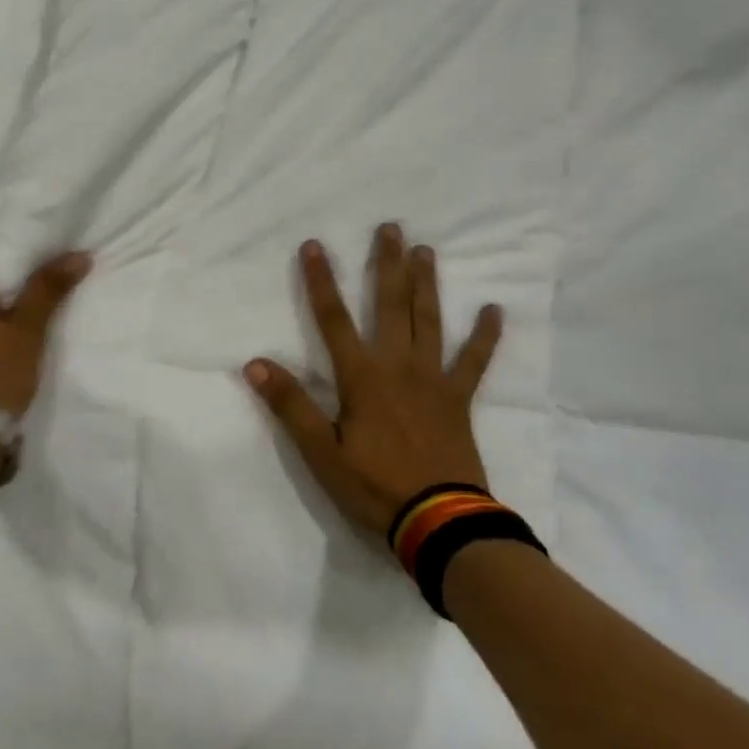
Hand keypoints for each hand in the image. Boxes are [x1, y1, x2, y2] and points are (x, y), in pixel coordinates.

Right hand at [245, 225, 501, 536]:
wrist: (439, 521)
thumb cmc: (374, 486)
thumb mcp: (320, 452)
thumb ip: (290, 406)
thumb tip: (255, 363)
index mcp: (362, 377)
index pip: (333, 319)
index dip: (320, 281)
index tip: (313, 245)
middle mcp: (398, 366)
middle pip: (390, 305)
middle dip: (387, 265)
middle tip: (391, 228)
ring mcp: (433, 379)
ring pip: (429, 320)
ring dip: (426, 284)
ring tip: (426, 250)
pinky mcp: (459, 398)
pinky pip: (474, 360)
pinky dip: (484, 335)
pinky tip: (493, 309)